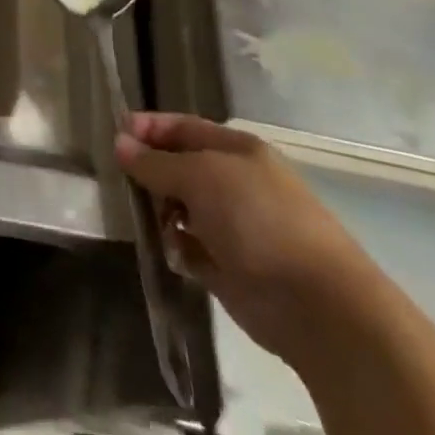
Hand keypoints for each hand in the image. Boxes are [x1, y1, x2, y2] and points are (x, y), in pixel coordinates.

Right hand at [117, 113, 378, 365]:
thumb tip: (120, 143)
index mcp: (236, 150)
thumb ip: (156, 162)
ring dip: (161, 212)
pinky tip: (173, 254)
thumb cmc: (259, 221)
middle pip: (180, 167)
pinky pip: (190, 247)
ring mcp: (234, 227)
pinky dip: (177, 248)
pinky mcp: (230, 268)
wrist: (319, 307)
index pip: (183, 127)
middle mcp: (235, 183)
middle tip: (124, 182)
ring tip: (150, 222)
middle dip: (151, 172)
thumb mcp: (201, 178)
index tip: (114, 134)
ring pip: (181, 208)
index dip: (149, 128)